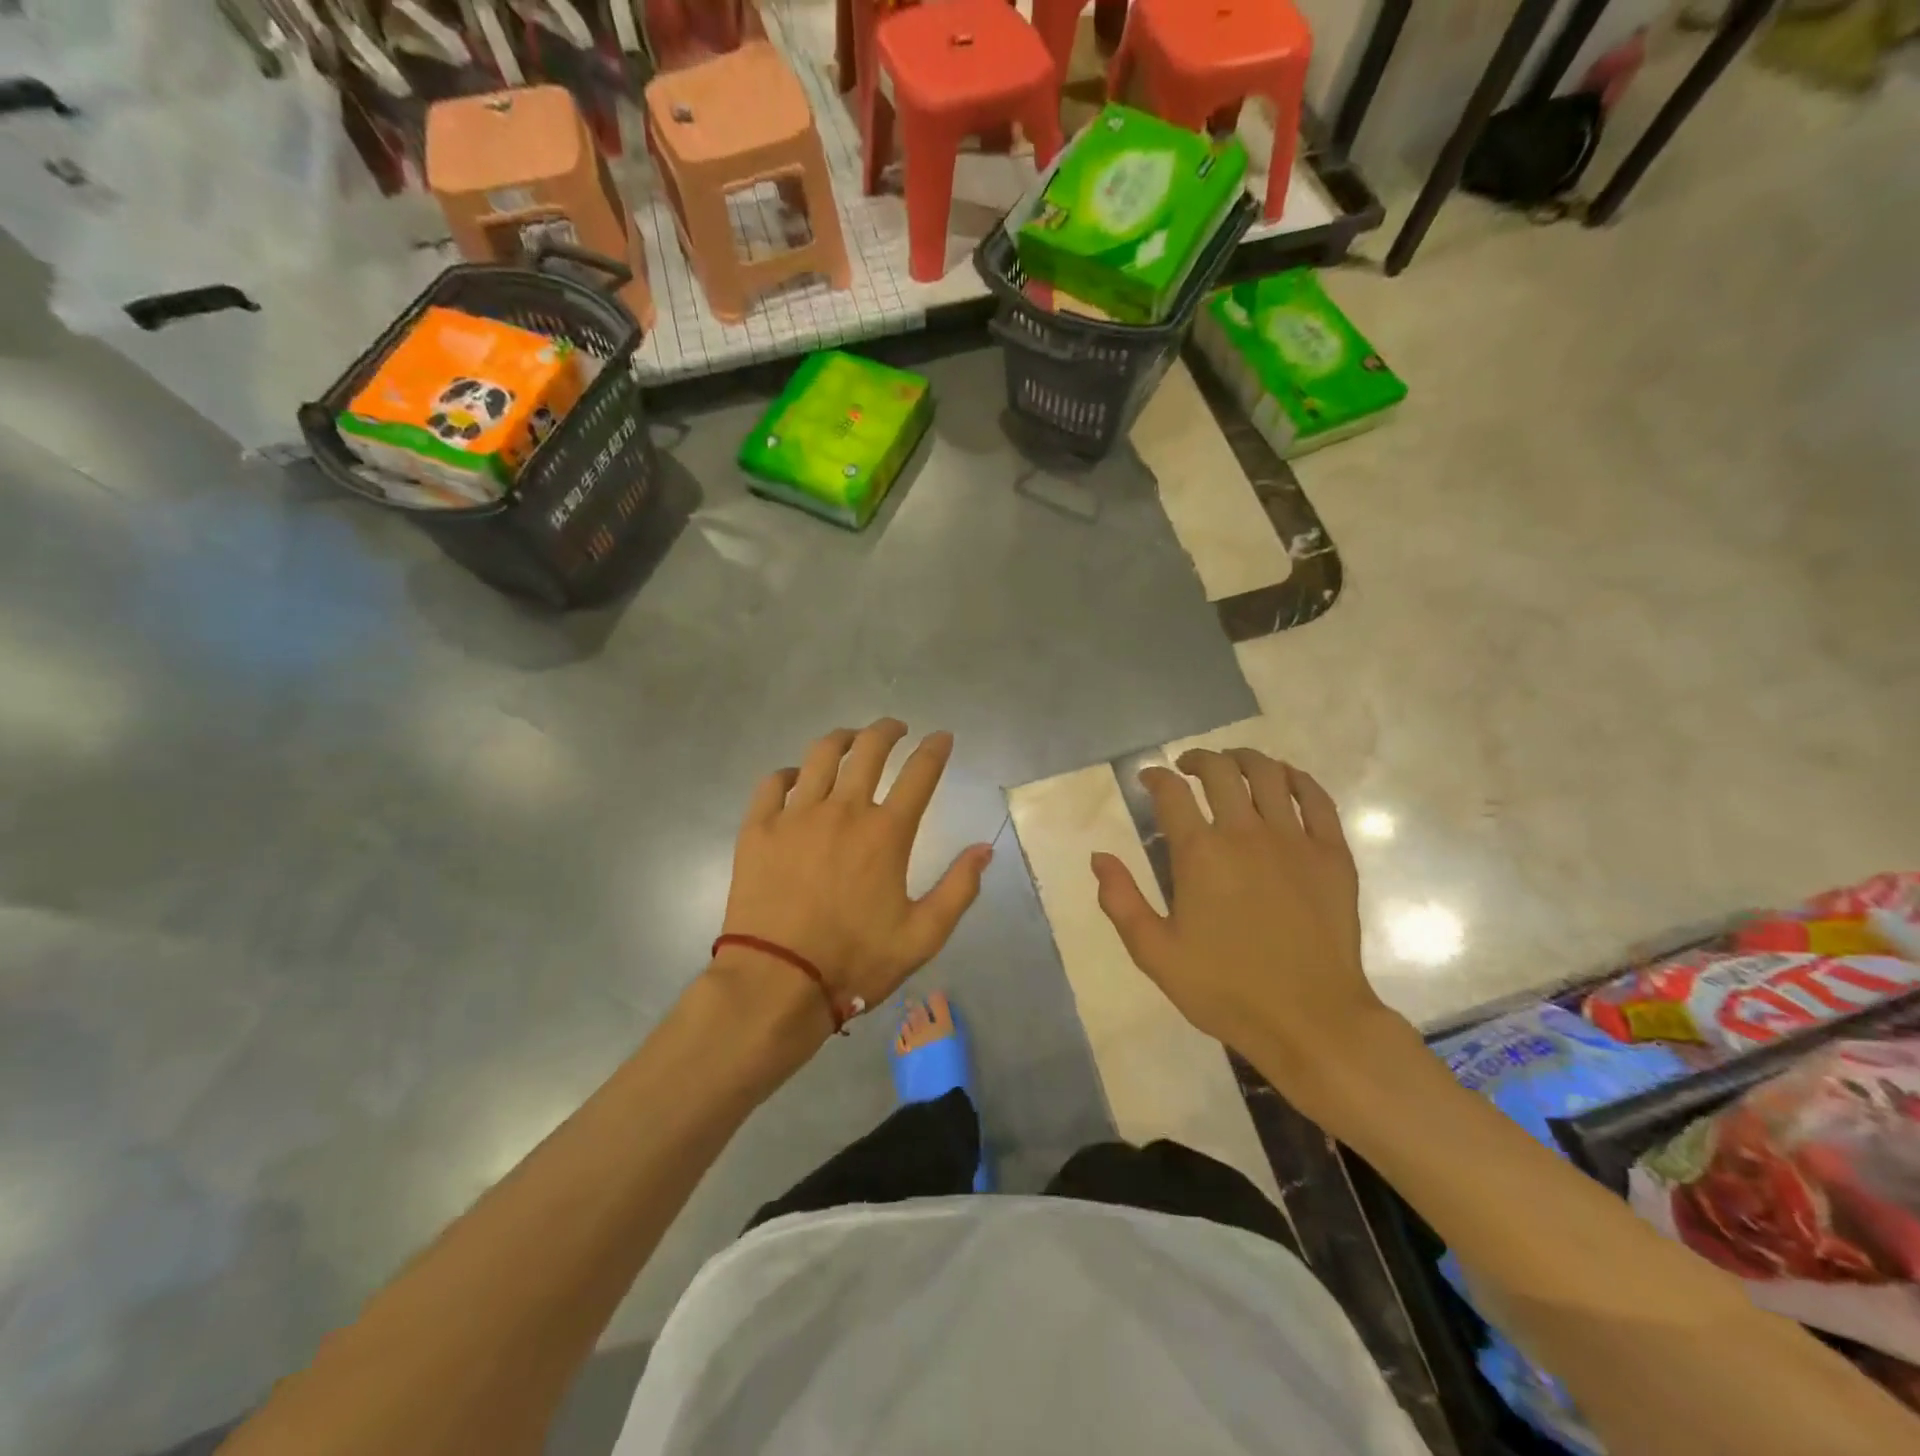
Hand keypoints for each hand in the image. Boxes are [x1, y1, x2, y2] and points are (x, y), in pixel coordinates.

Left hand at [719, 719, 992, 1031]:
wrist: (777, 982)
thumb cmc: (855, 960)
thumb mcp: (923, 936)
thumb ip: (958, 889)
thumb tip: (985, 848)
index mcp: (886, 833)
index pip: (920, 774)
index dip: (935, 749)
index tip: (942, 737)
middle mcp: (844, 810)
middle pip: (869, 749)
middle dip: (888, 730)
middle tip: (896, 728)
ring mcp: (796, 815)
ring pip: (821, 755)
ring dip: (842, 739)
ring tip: (851, 739)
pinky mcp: (759, 828)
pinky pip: (774, 782)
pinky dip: (790, 772)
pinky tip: (797, 777)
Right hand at [1092, 749, 1394, 1099]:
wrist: (1311, 1020)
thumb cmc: (1225, 989)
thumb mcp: (1155, 953)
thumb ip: (1121, 900)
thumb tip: (1099, 857)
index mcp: (1200, 854)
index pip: (1171, 793)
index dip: (1154, 777)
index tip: (1148, 780)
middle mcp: (1245, 833)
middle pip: (1219, 771)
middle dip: (1197, 759)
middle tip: (1187, 768)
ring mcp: (1294, 840)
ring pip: (1269, 774)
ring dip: (1244, 759)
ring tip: (1232, 764)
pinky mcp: (1332, 855)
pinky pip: (1317, 799)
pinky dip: (1298, 779)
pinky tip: (1286, 779)